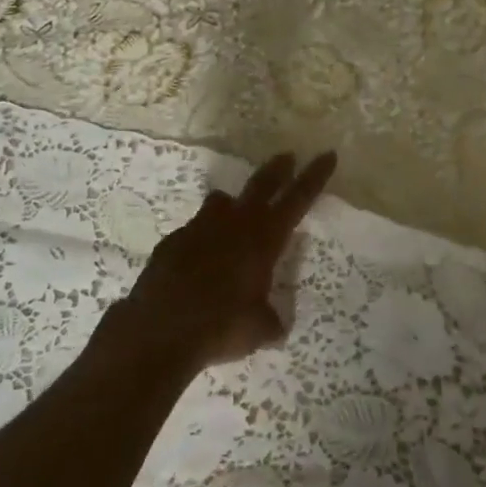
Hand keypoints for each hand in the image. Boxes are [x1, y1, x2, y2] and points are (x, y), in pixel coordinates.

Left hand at [115, 151, 336, 369]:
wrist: (158, 331)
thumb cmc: (221, 326)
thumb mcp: (259, 329)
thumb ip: (270, 320)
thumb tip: (273, 325)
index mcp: (264, 239)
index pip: (297, 199)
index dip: (314, 176)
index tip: (327, 155)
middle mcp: (234, 224)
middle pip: (261, 184)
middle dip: (277, 169)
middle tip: (287, 156)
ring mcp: (199, 228)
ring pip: (221, 201)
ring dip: (233, 203)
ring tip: (234, 211)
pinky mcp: (172, 242)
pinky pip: (193, 231)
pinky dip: (202, 238)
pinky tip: (199, 260)